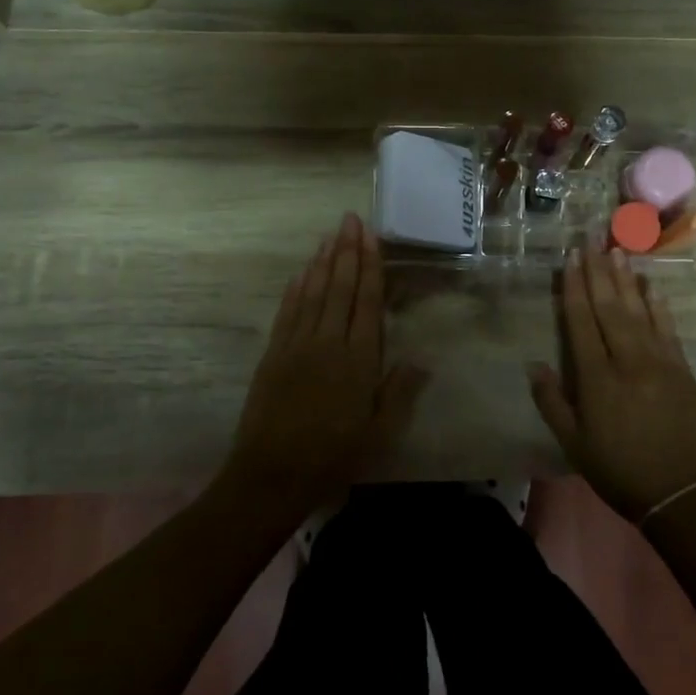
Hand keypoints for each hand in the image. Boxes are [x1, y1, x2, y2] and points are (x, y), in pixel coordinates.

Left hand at [222, 213, 426, 517]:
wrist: (272, 475)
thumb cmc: (333, 455)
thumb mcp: (378, 432)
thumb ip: (399, 393)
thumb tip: (423, 360)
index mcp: (359, 359)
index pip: (367, 301)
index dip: (370, 266)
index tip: (371, 236)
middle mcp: (328, 342)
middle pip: (340, 287)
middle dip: (347, 251)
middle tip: (350, 219)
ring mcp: (297, 345)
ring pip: (313, 293)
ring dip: (322, 262)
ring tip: (330, 235)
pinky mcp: (274, 354)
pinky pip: (287, 312)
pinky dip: (295, 289)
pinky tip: (301, 272)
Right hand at [528, 246, 695, 522]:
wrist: (682, 493)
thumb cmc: (620, 470)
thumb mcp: (574, 445)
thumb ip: (552, 402)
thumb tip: (534, 364)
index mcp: (597, 378)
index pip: (581, 321)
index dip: (574, 287)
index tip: (570, 257)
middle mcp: (628, 360)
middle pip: (609, 307)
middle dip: (597, 271)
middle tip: (591, 240)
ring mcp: (660, 362)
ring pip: (639, 310)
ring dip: (626, 279)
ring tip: (617, 250)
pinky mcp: (683, 369)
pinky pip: (668, 328)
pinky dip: (659, 304)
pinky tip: (651, 285)